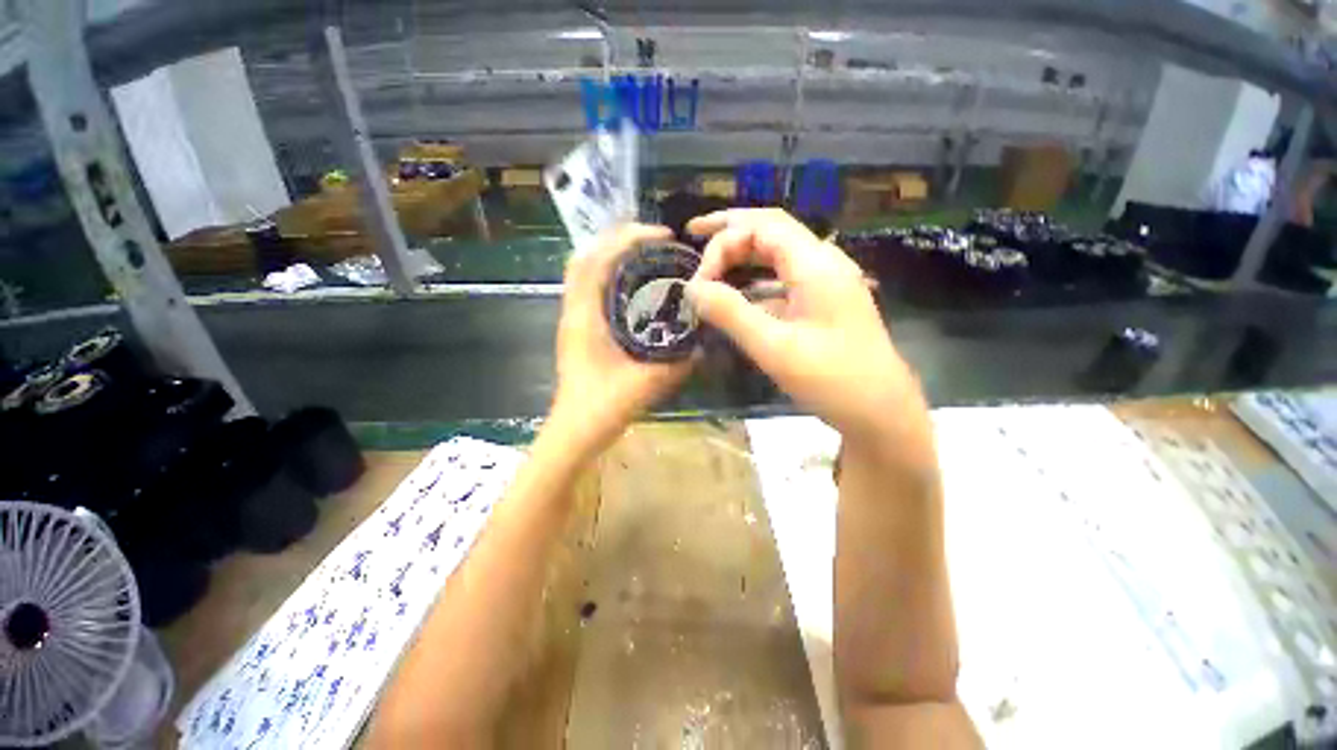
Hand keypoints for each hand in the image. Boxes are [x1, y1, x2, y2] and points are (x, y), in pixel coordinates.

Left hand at [549, 223, 693, 453]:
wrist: (576, 430)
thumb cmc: (606, 407)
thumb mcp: (649, 383)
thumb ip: (680, 362)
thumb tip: (705, 342)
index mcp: (585, 316)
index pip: (597, 258)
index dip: (628, 238)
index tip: (662, 236)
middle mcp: (574, 310)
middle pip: (587, 256)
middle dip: (621, 240)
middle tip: (657, 242)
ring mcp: (573, 317)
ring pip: (586, 270)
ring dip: (614, 255)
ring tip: (648, 256)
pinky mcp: (577, 328)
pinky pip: (590, 287)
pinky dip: (610, 274)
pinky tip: (635, 285)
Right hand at [685, 209, 927, 449]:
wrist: (881, 411)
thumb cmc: (831, 379)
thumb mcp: (773, 347)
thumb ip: (730, 313)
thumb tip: (692, 288)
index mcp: (815, 265)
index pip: (761, 226)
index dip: (723, 241)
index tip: (699, 281)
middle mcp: (823, 262)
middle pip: (770, 230)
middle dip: (730, 232)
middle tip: (693, 237)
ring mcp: (826, 282)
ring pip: (777, 252)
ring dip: (742, 253)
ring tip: (710, 263)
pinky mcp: (823, 301)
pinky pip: (783, 277)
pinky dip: (755, 279)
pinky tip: (738, 294)